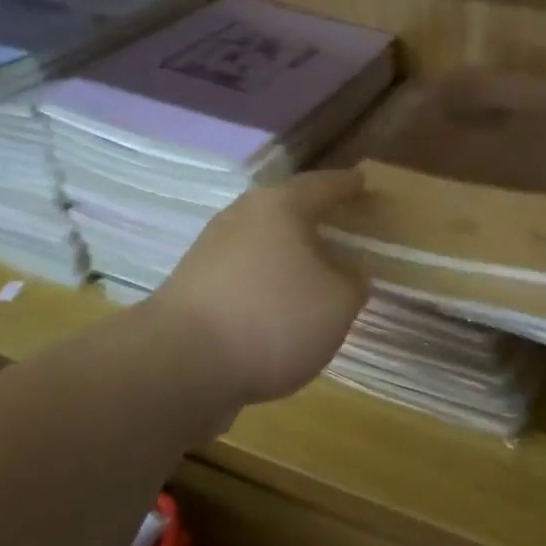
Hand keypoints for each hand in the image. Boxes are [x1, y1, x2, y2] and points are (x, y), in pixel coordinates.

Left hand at [153, 168, 369, 405]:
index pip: (322, 186)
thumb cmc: (274, 318)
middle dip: (312, 218)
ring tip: (313, 272)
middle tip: (339, 226)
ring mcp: (210, 252)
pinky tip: (278, 307)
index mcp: (280, 207)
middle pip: (285, 210)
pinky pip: (243, 274)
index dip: (347, 185)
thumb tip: (349, 270)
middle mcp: (241, 217)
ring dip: (287, 255)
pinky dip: (265, 283)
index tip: (363, 181)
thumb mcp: (338, 302)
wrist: (182, 363)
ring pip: (261, 243)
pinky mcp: (193, 287)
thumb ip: (353, 281)